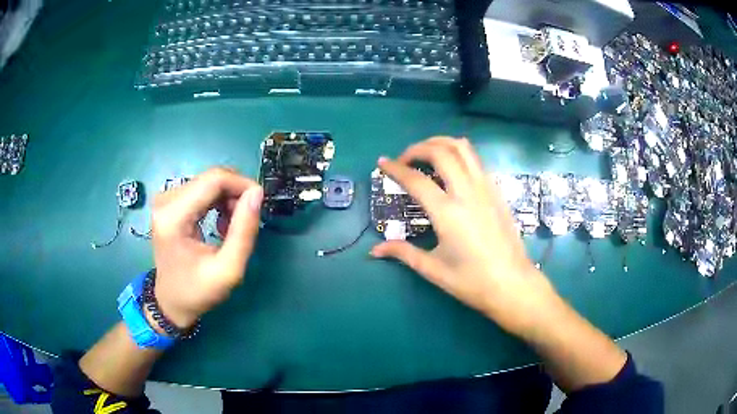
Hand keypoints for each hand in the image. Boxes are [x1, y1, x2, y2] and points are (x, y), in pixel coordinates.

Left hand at [150, 168, 262, 328]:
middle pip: (211, 178)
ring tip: (232, 228)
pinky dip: (217, 202)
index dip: (242, 185)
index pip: (214, 180)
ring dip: (227, 199)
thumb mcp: (228, 270)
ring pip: (208, 182)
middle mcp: (165, 200)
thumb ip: (244, 231)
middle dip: (235, 194)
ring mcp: (165, 199)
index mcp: (173, 216)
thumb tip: (257, 193)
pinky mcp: (169, 202)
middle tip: (246, 222)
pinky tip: (220, 223)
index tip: (260, 203)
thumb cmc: (197, 291)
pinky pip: (201, 189)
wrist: (171, 301)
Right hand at [371, 137, 559, 336]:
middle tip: (405, 160)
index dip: (395, 168)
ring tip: (427, 153)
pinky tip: (452, 168)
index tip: (382, 163)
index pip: (416, 180)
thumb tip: (375, 250)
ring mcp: (486, 188)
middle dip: (417, 148)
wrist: (512, 284)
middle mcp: (467, 192)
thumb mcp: (434, 269)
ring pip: (463, 148)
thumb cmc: (472, 281)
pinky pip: (476, 160)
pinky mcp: (497, 191)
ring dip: (441, 143)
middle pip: (441, 152)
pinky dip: (459, 154)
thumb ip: (403, 253)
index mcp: (448, 213)